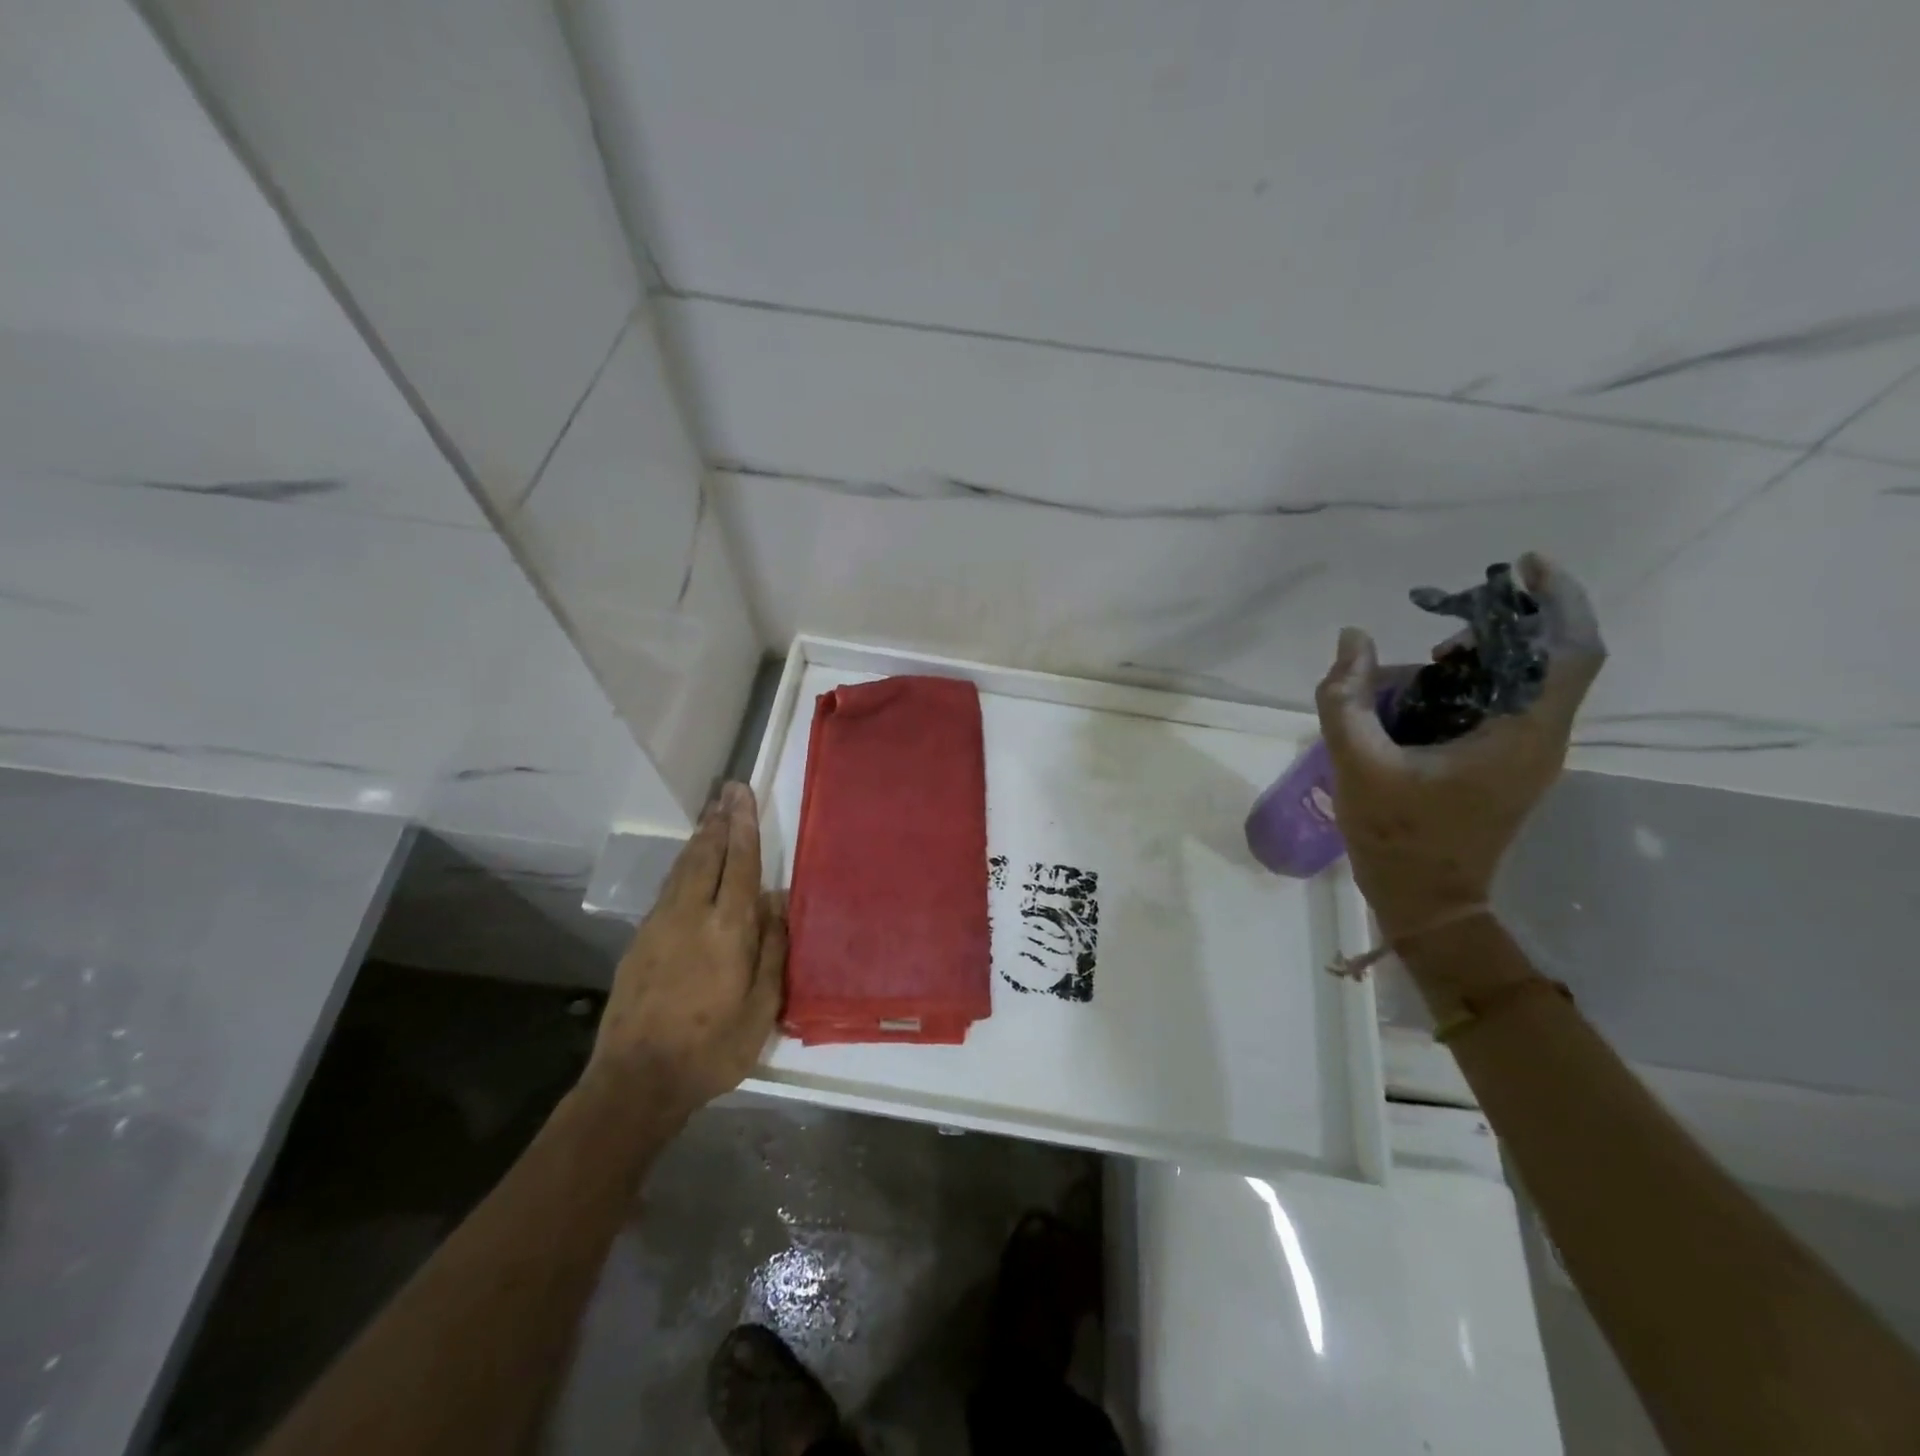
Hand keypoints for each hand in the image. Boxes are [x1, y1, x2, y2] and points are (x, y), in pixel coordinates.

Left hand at [587, 782, 785, 1122]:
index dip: (743, 826)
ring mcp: (660, 926)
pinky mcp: (640, 941)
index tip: (742, 794)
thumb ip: (771, 950)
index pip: (740, 864)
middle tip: (727, 791)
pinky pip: (668, 889)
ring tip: (710, 815)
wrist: (636, 1081)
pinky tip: (688, 864)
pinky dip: (683, 866)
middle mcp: (692, 916)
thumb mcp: (761, 1009)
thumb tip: (776, 902)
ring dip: (699, 839)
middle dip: (719, 821)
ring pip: (683, 869)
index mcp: (728, 930)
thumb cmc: (712, 1049)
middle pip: (707, 856)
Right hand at [1315, 552, 1604, 947]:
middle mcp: (1539, 738)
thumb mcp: (1357, 763)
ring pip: (1522, 683)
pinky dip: (1469, 686)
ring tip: (1425, 661)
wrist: (1425, 901)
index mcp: (1521, 734)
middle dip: (1503, 627)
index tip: (1526, 565)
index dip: (1559, 600)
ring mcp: (1525, 755)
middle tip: (1446, 618)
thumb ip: (1346, 697)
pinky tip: (1419, 694)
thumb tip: (1352, 637)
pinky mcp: (1505, 766)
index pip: (1571, 651)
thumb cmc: (1397, 836)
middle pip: (1549, 659)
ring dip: (1481, 658)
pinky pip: (1501, 706)